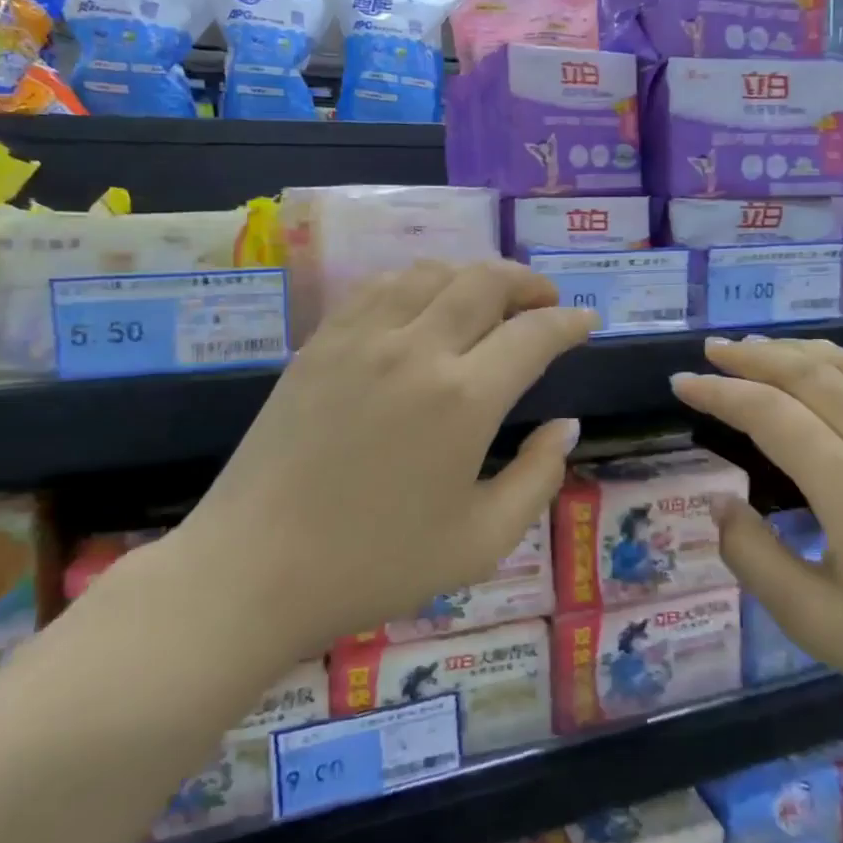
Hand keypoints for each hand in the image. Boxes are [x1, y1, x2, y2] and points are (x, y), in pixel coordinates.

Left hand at [179, 261, 595, 659]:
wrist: (254, 570)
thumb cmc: (376, 565)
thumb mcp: (481, 541)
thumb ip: (538, 478)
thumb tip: (565, 427)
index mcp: (464, 399)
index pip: (534, 335)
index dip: (570, 322)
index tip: (588, 321)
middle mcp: (416, 350)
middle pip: (485, 281)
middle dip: (527, 283)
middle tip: (545, 302)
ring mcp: (361, 339)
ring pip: (431, 272)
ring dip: (473, 275)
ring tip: (490, 299)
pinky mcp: (320, 343)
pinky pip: (379, 287)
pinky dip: (418, 282)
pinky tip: (424, 304)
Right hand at [670, 336, 842, 754]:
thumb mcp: (816, 622)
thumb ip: (754, 558)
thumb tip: (719, 503)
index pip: (770, 414)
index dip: (719, 392)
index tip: (681, 382)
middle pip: (809, 375)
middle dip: (754, 356)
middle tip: (711, 350)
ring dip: (798, 350)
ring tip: (759, 347)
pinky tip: (831, 367)